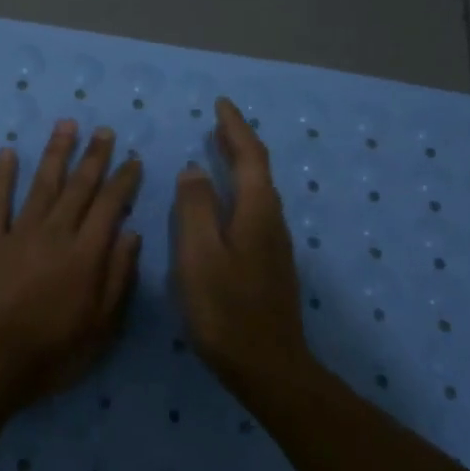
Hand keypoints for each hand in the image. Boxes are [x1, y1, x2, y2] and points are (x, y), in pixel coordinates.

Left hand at [0, 120, 143, 408]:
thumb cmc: (52, 352)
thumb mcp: (101, 326)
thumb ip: (117, 277)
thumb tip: (132, 234)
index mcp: (86, 254)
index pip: (110, 206)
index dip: (123, 180)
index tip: (132, 159)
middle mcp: (56, 234)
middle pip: (78, 187)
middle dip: (94, 157)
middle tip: (104, 131)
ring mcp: (19, 233)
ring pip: (42, 184)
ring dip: (55, 153)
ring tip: (67, 125)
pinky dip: (2, 176)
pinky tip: (8, 152)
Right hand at [172, 97, 313, 391]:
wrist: (268, 366)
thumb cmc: (226, 309)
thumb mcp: (199, 255)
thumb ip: (195, 208)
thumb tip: (195, 169)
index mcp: (256, 212)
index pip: (249, 157)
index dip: (235, 128)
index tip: (221, 104)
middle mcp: (271, 222)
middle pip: (258, 171)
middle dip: (238, 143)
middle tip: (217, 124)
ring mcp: (274, 245)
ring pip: (257, 192)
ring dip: (239, 167)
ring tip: (216, 155)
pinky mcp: (269, 264)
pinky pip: (253, 211)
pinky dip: (237, 192)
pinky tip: (222, 205)